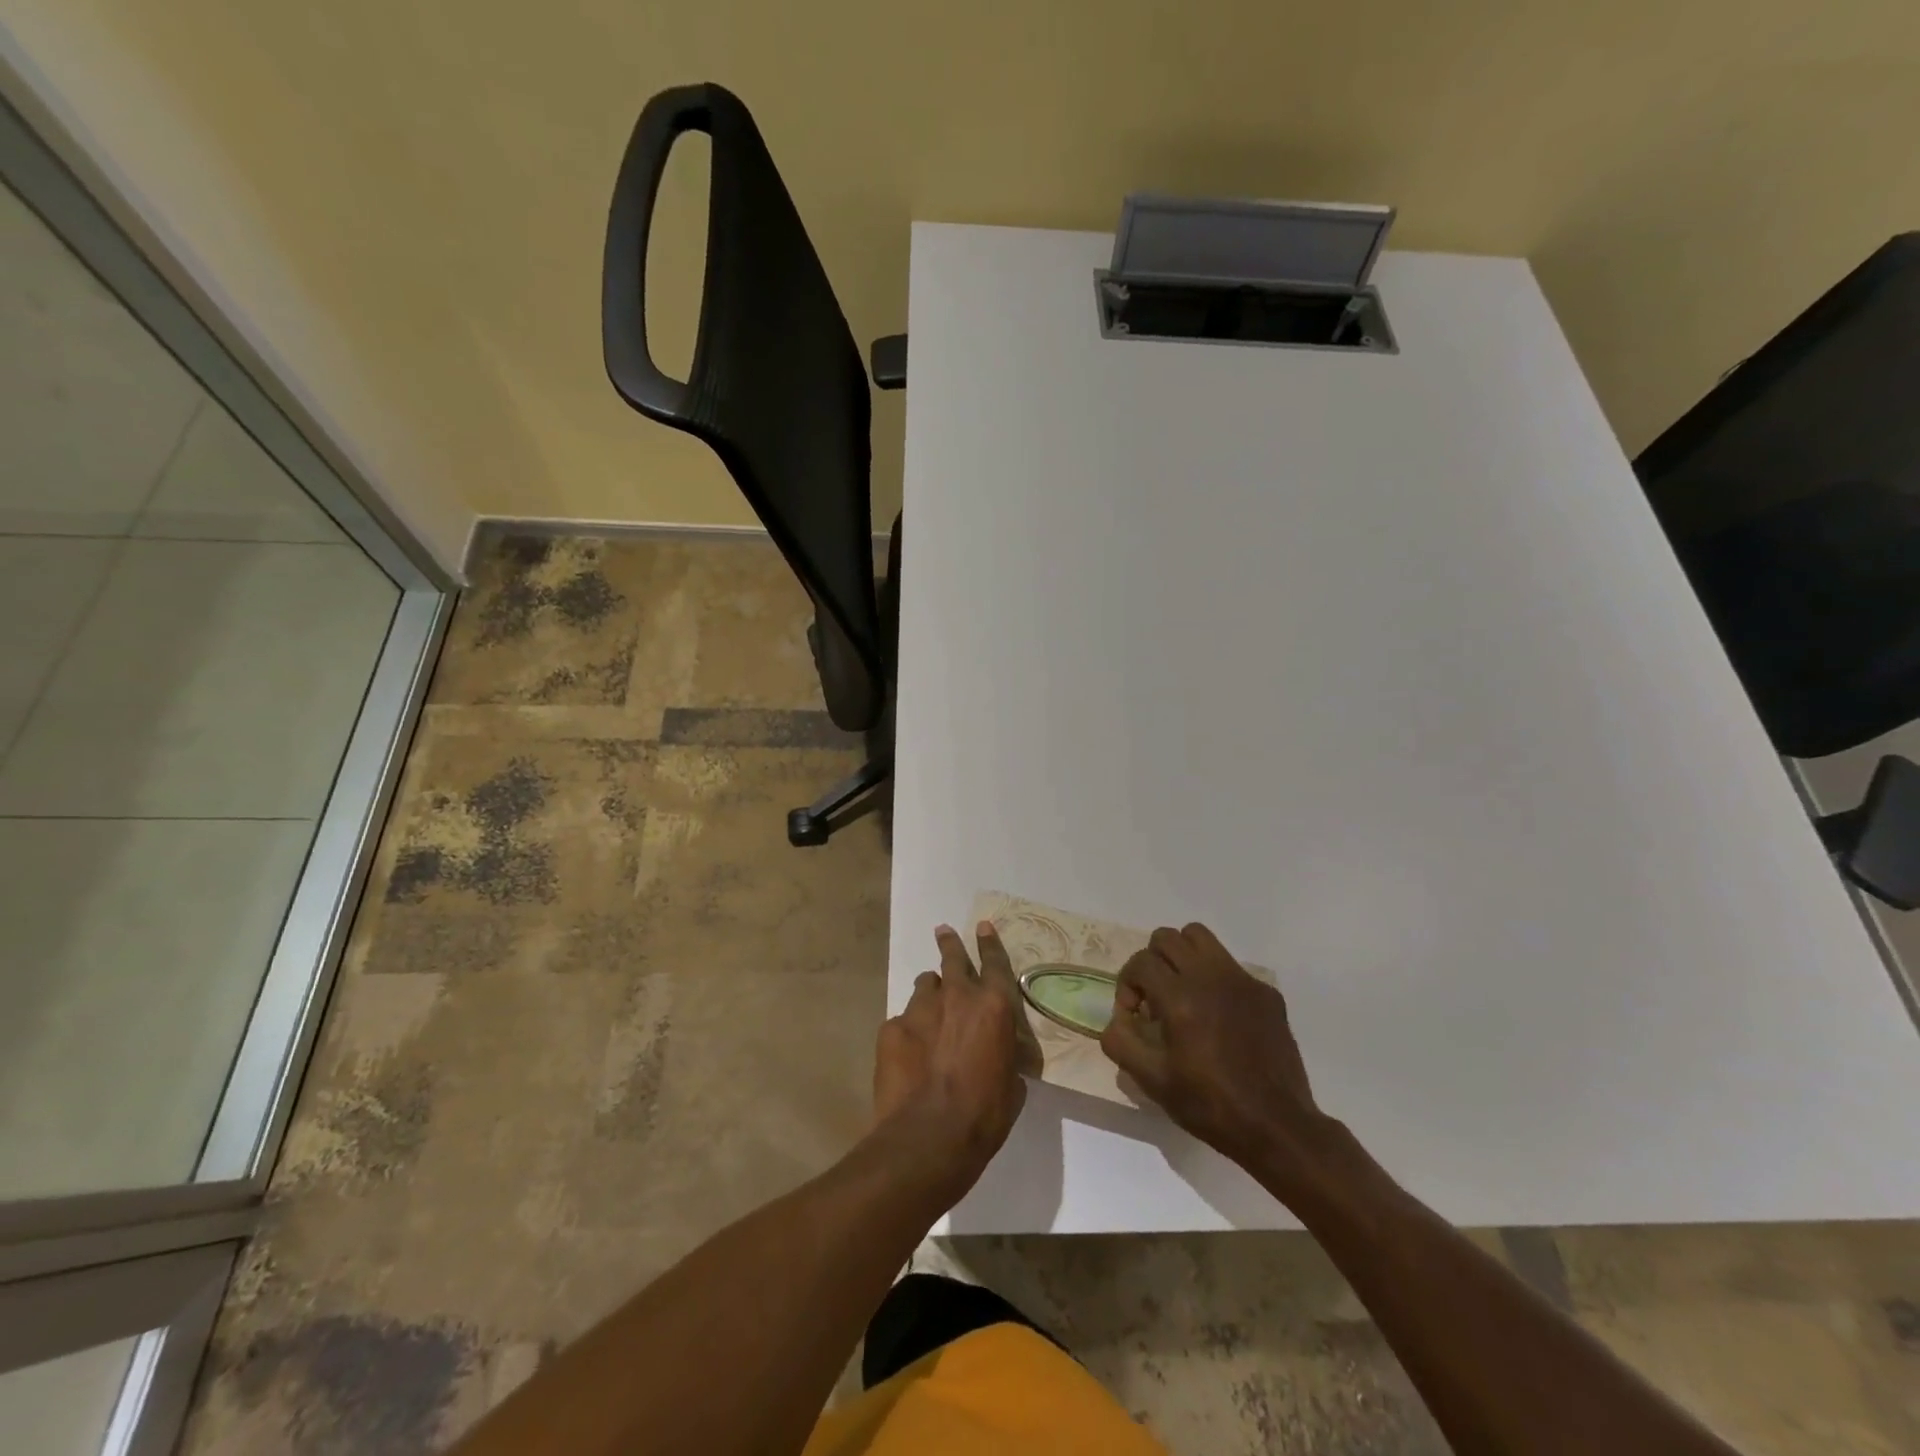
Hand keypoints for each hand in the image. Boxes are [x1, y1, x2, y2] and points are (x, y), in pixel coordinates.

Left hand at [873, 922, 1027, 1199]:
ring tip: (929, 1013)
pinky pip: (902, 1020)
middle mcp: (957, 997)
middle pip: (952, 958)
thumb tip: (999, 1053)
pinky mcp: (891, 1028)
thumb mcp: (1012, 1084)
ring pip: (925, 986)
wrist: (929, 1137)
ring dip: (930, 994)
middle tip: (943, 932)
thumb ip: (1004, 1054)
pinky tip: (909, 1056)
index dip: (989, 943)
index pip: (995, 963)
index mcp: (994, 1007)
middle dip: (950, 943)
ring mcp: (919, 1009)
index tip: (982, 927)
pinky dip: (908, 1031)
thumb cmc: (984, 1115)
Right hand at [1101, 923, 1341, 1197]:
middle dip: (1151, 962)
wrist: (1276, 1127)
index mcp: (1180, 998)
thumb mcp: (1153, 1082)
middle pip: (1167, 938)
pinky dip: (1214, 979)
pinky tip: (1220, 1017)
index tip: (1134, 1016)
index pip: (1140, 962)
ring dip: (1182, 956)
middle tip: (1155, 997)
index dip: (1127, 985)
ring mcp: (1242, 980)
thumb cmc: (1209, 1105)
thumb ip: (1121, 1042)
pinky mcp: (1266, 992)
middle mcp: (1210, 977)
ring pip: (1200, 937)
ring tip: (1183, 991)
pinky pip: (1230, 965)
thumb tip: (1117, 1019)